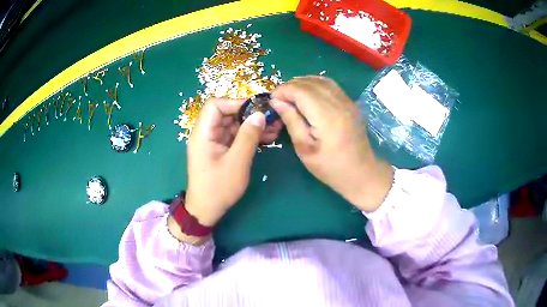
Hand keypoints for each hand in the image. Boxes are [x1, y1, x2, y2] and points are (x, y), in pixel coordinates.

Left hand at [183, 97, 281, 226]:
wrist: (206, 210)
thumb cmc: (218, 188)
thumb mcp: (237, 162)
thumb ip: (248, 136)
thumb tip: (260, 114)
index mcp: (203, 133)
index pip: (216, 105)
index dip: (236, 102)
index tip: (257, 109)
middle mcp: (206, 133)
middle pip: (227, 113)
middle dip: (249, 114)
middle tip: (271, 118)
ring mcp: (214, 142)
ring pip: (233, 125)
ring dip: (252, 125)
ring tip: (275, 128)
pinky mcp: (221, 150)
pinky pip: (235, 137)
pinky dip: (249, 136)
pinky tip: (267, 138)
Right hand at [270, 76, 392, 211]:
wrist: (362, 173)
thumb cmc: (331, 167)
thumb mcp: (305, 148)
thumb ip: (291, 121)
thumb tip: (277, 102)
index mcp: (327, 116)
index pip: (300, 91)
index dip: (283, 91)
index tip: (272, 100)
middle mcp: (339, 103)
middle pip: (310, 82)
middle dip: (290, 86)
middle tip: (279, 99)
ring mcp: (347, 101)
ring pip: (320, 80)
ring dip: (302, 83)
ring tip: (290, 95)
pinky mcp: (351, 103)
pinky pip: (330, 85)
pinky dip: (315, 84)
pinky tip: (308, 94)